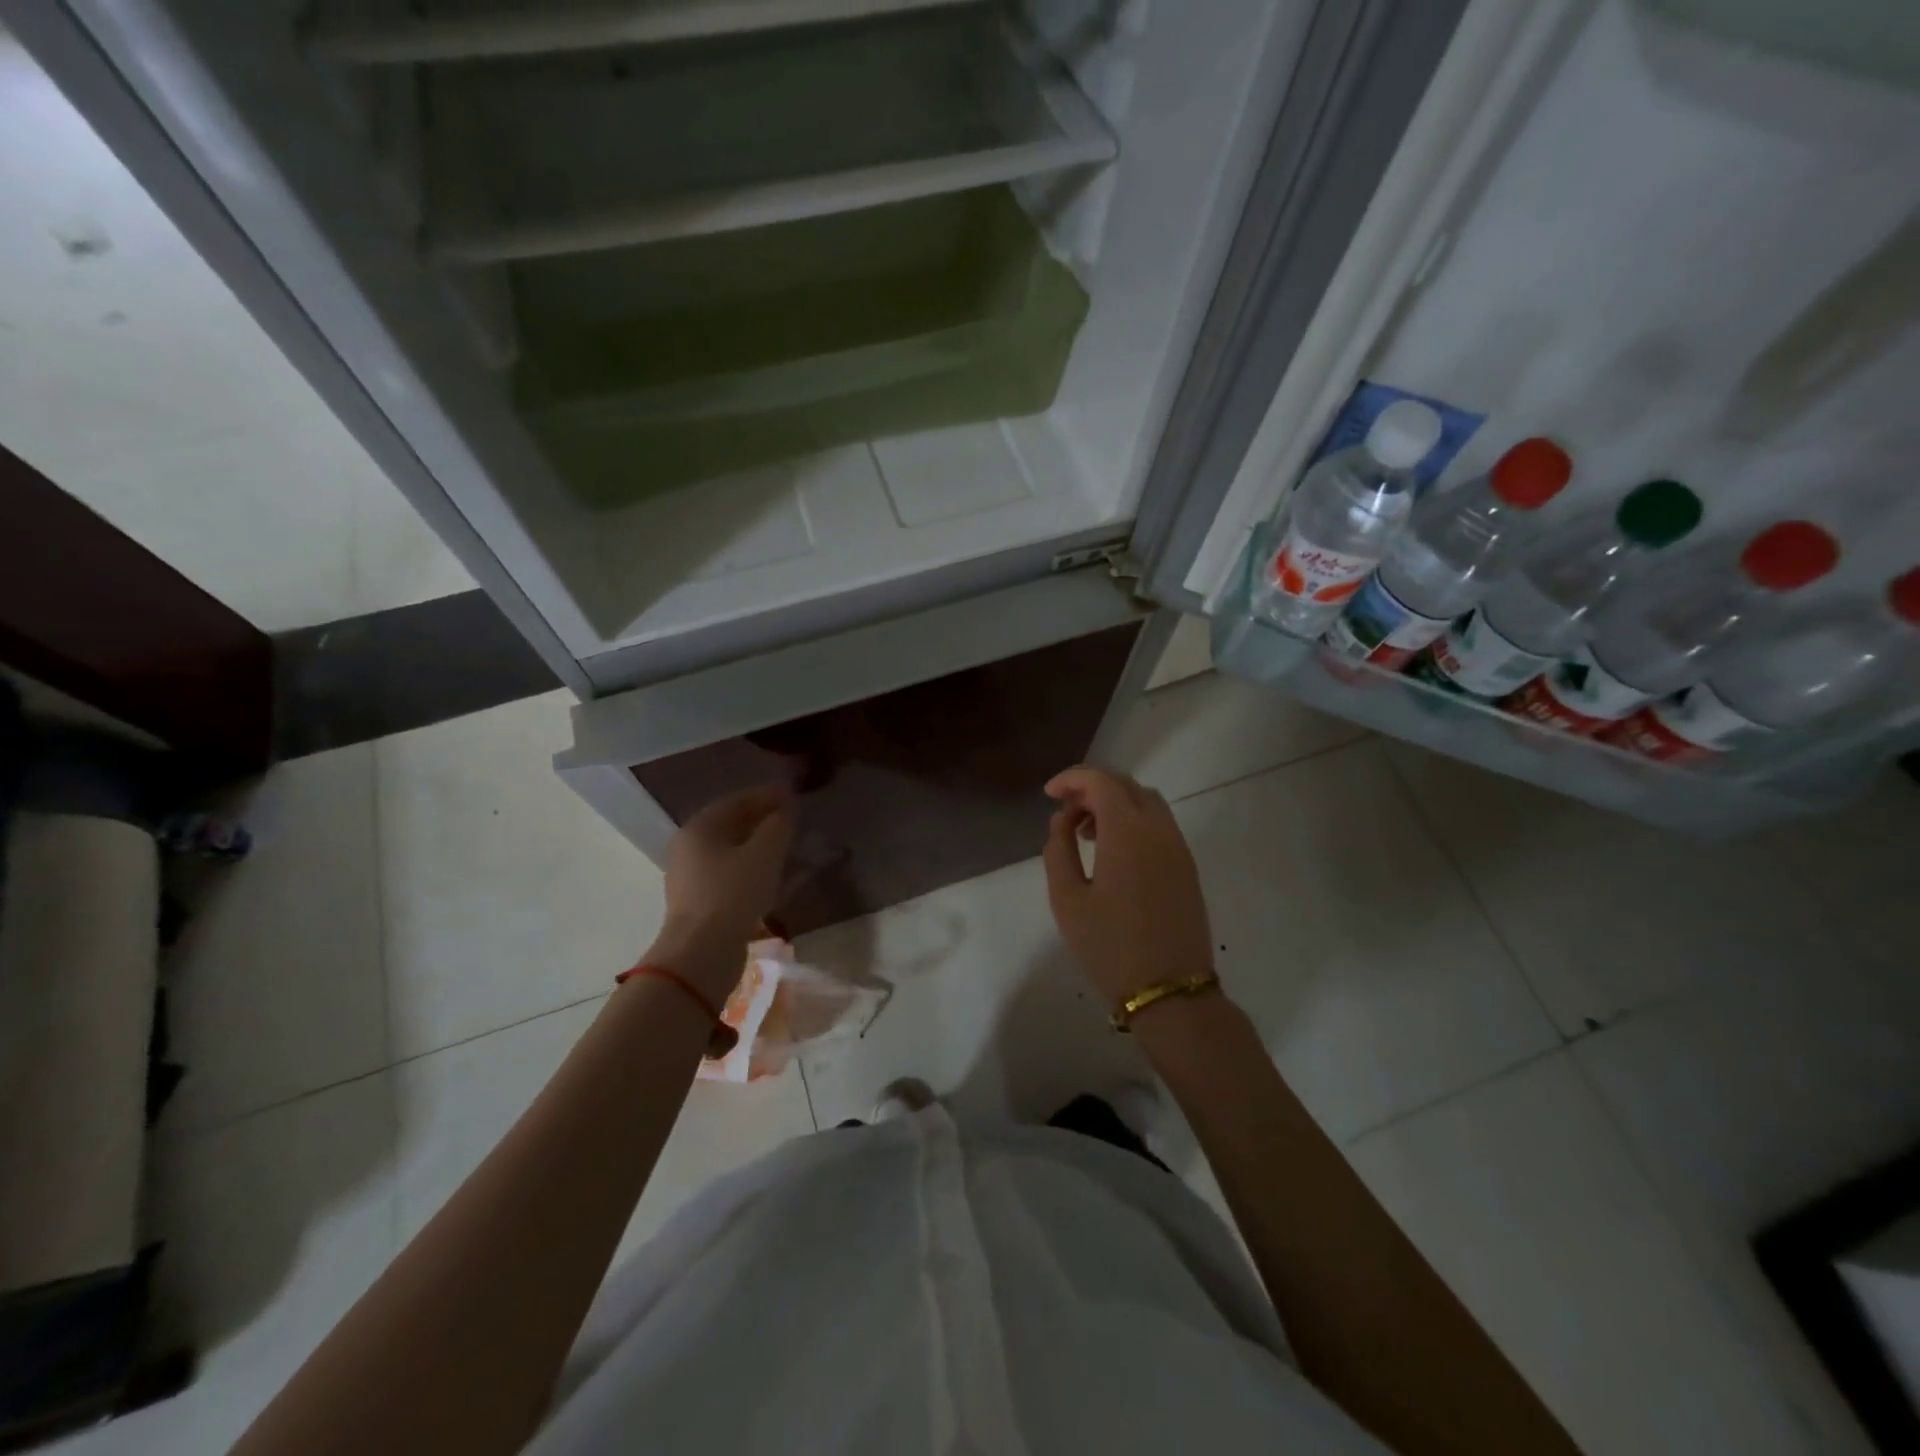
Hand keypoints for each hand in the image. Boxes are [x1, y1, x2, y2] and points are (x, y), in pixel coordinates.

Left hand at [652, 786, 793, 997]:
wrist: (702, 954)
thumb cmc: (732, 894)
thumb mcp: (764, 854)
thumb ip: (778, 827)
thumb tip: (786, 812)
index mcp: (699, 828)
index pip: (736, 801)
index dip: (766, 796)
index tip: (793, 794)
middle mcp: (689, 848)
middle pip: (731, 826)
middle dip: (763, 821)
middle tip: (793, 819)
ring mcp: (692, 878)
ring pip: (732, 853)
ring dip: (760, 847)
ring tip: (790, 847)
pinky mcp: (701, 904)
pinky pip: (732, 876)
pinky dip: (754, 870)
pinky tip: (777, 877)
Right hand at [1042, 765, 1214, 1006]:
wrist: (1170, 990)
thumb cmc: (1109, 945)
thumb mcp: (1067, 899)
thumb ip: (1059, 849)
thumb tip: (1062, 820)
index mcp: (1128, 830)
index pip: (1101, 781)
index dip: (1071, 779)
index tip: (1048, 794)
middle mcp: (1158, 828)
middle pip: (1125, 784)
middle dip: (1091, 788)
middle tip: (1064, 811)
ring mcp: (1178, 846)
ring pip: (1146, 801)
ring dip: (1114, 803)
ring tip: (1086, 832)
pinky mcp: (1187, 865)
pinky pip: (1159, 823)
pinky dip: (1133, 820)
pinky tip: (1113, 850)